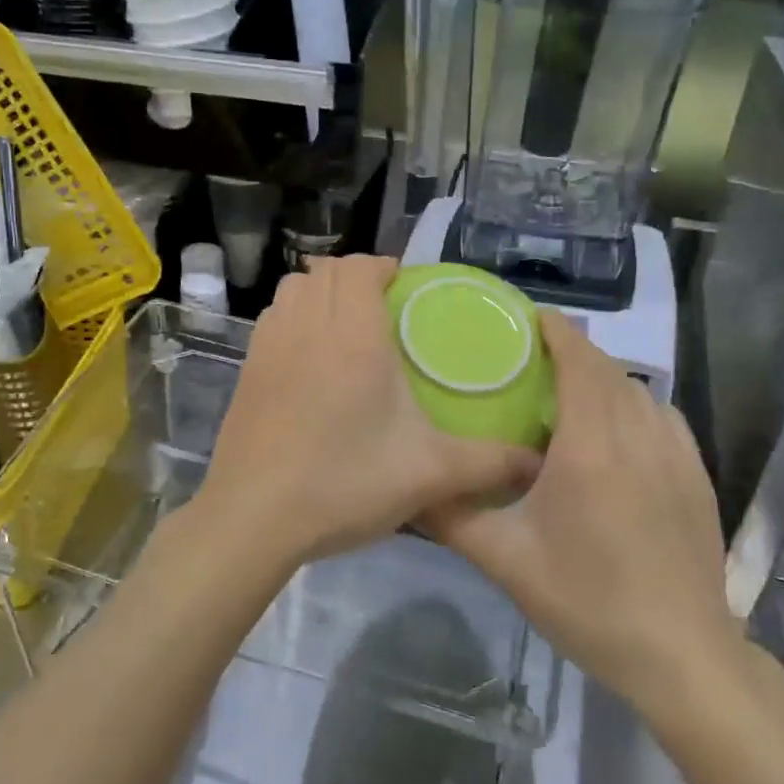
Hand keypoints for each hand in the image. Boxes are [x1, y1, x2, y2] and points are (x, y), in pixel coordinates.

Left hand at [188, 256, 537, 571]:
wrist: (254, 517)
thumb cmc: (344, 483)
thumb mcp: (429, 475)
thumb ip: (489, 463)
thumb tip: (537, 460)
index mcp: (354, 336)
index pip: (360, 267)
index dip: (382, 266)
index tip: (404, 289)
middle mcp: (308, 326)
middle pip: (325, 270)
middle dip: (354, 276)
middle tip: (382, 307)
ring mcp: (269, 346)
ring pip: (293, 288)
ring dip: (319, 291)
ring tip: (344, 324)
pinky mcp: (246, 370)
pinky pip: (272, 317)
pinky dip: (293, 316)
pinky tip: (309, 356)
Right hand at [427, 313, 741, 716]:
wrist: (681, 657)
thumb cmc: (588, 601)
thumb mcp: (505, 561)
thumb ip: (452, 515)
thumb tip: (406, 485)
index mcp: (591, 446)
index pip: (580, 362)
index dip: (557, 330)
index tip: (527, 317)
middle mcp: (638, 436)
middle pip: (607, 370)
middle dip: (573, 350)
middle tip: (531, 357)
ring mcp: (676, 455)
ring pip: (638, 391)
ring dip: (603, 378)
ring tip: (569, 392)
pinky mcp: (696, 476)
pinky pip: (662, 417)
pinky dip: (634, 404)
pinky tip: (616, 432)